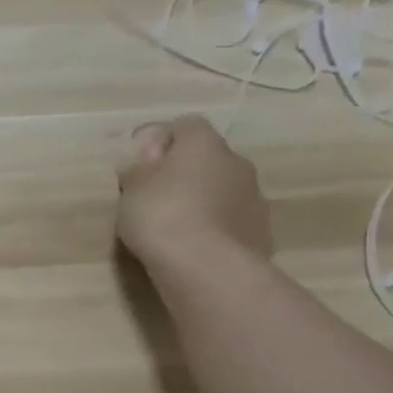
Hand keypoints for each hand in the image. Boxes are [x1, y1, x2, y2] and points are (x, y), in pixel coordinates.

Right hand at [116, 116, 273, 275]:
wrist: (207, 267)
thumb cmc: (161, 217)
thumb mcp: (131, 190)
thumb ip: (138, 169)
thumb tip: (146, 156)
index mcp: (203, 144)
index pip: (185, 125)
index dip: (162, 140)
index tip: (142, 162)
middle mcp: (235, 162)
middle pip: (208, 158)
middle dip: (185, 172)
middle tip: (157, 197)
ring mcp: (254, 197)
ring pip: (223, 190)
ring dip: (204, 200)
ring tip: (178, 227)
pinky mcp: (261, 231)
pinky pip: (232, 220)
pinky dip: (217, 227)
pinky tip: (197, 247)